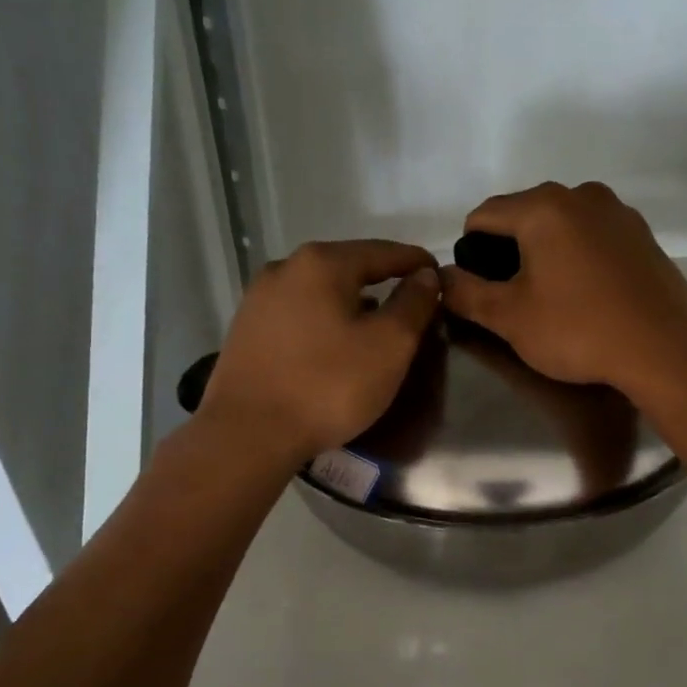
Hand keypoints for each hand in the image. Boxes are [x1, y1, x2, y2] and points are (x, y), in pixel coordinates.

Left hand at [199, 239, 439, 465]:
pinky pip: (298, 314)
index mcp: (322, 263)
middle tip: (411, 302)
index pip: (383, 252)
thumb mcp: (389, 345)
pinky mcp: (245, 330)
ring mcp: (258, 299)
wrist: (248, 434)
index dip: (416, 263)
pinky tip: (335, 344)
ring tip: (376, 325)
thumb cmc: (329, 386)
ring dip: (352, 303)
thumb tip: (426, 276)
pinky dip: (324, 321)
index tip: (440, 276)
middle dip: (382, 281)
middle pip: (348, 267)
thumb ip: (413, 304)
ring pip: (320, 291)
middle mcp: (285, 268)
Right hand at [440, 182, 686, 393]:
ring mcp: (617, 211)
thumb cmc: (579, 330)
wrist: (665, 347)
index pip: (483, 215)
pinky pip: (592, 235)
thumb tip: (441, 277)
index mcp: (543, 206)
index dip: (470, 252)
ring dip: (545, 251)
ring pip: (561, 223)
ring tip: (553, 297)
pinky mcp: (641, 233)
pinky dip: (578, 254)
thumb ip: (466, 293)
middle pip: (523, 214)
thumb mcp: (509, 318)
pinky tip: (588, 293)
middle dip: (509, 250)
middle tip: (515, 298)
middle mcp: (581, 194)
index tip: (480, 290)